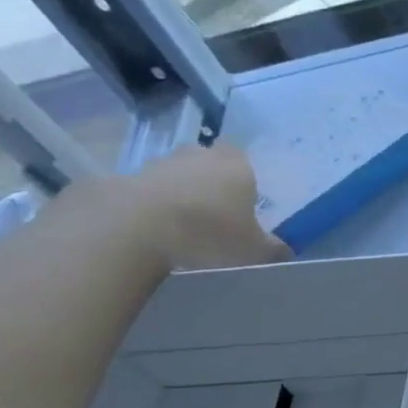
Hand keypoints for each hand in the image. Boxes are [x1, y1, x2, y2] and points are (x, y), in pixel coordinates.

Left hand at [72, 143, 290, 272]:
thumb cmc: (209, 234)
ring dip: (177, 192)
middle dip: (210, 180)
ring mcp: (158, 164)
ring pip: (175, 173)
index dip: (242, 176)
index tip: (241, 200)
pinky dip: (148, 205)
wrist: (134, 229)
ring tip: (181, 226)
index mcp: (237, 167)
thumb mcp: (254, 251)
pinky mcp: (123, 179)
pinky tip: (152, 231)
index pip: (244, 158)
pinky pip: (144, 190)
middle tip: (214, 211)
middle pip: (207, 160)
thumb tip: (284, 250)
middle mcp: (200, 156)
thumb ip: (272, 249)